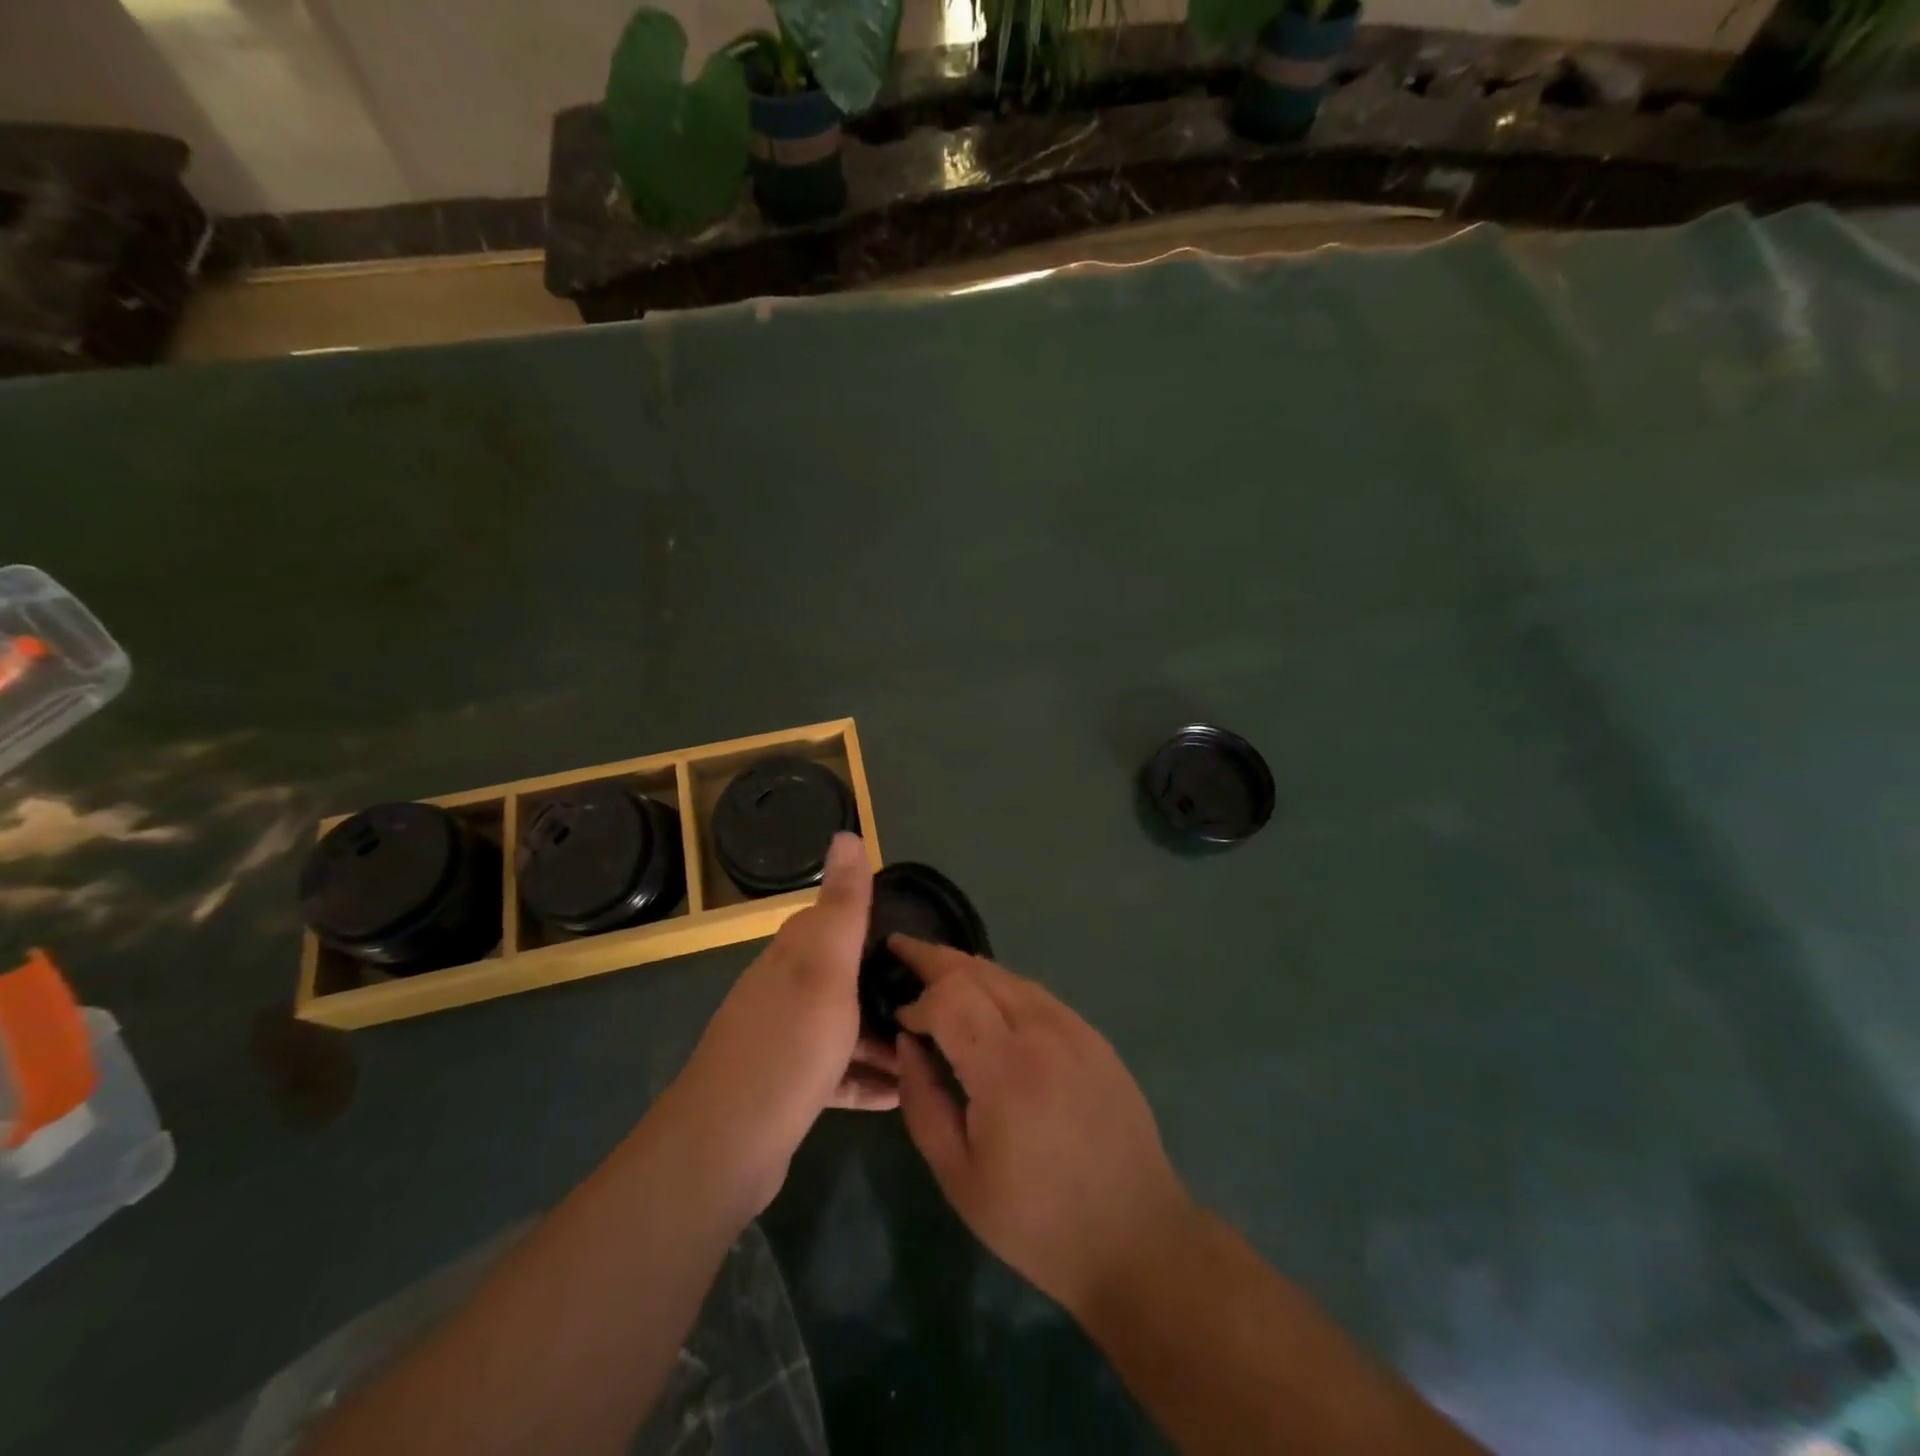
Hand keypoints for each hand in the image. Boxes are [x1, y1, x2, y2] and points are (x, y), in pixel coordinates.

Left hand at [667, 833, 897, 1214]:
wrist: (728, 1144)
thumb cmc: (790, 1043)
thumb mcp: (826, 965)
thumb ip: (842, 904)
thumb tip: (845, 832)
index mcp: (793, 954)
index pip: (832, 919)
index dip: (872, 921)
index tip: (916, 936)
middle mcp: (784, 990)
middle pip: (842, 975)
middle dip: (885, 984)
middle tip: (936, 999)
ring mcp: (783, 1040)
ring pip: (843, 1025)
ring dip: (882, 1035)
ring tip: (929, 1048)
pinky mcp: (787, 1087)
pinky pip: (837, 1072)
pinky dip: (867, 1078)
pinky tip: (899, 1093)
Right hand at [893, 938, 1196, 1319]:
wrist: (1136, 1238)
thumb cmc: (1038, 1222)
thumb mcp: (959, 1177)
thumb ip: (923, 1103)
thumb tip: (907, 1044)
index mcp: (1006, 1070)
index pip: (949, 997)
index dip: (917, 999)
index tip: (899, 1020)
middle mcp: (1042, 1032)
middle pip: (978, 970)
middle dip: (935, 958)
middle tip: (902, 951)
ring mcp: (1075, 1029)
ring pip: (1009, 975)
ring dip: (968, 969)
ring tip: (937, 972)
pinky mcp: (1094, 1036)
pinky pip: (1036, 994)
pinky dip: (1002, 986)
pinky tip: (988, 1002)